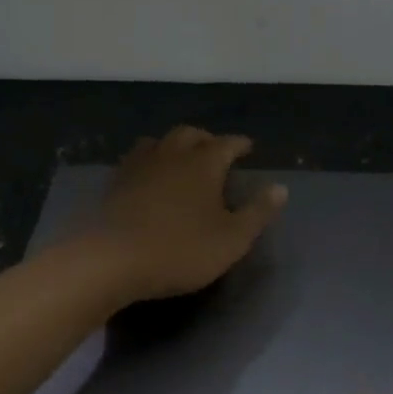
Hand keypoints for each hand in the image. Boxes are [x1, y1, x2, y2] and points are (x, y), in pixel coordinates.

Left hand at [83, 126, 287, 304]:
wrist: (111, 259)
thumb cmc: (180, 250)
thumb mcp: (231, 239)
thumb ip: (258, 212)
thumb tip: (280, 188)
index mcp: (203, 163)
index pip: (226, 144)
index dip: (239, 144)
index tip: (247, 147)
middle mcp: (171, 155)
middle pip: (190, 134)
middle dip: (206, 139)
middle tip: (215, 150)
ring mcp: (139, 166)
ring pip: (159, 142)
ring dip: (173, 145)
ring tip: (180, 158)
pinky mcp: (114, 183)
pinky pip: (135, 159)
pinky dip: (149, 161)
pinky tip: (148, 177)